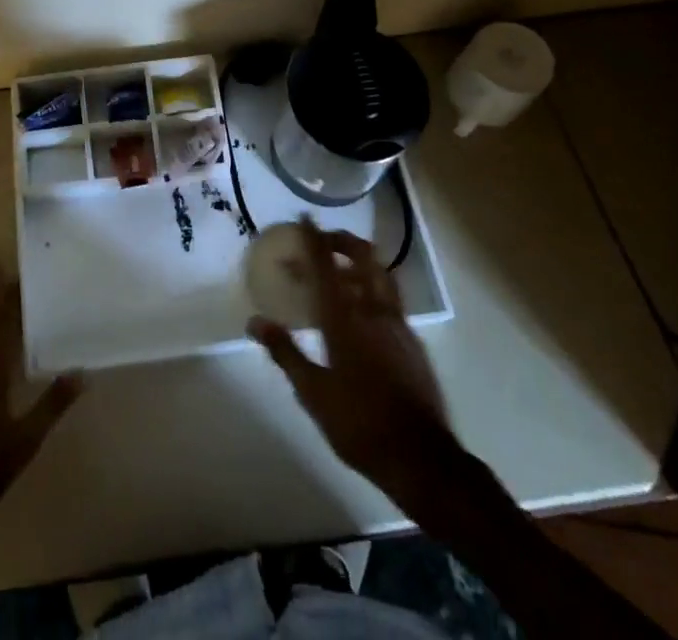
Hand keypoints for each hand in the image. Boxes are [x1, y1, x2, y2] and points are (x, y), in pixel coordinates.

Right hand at [249, 222, 454, 493]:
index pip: (326, 266)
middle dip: (342, 241)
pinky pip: (392, 298)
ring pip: (381, 274)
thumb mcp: (313, 393)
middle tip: (322, 242)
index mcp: (344, 319)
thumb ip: (285, 352)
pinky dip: (374, 288)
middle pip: (362, 257)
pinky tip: (364, 309)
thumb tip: (255, 321)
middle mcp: (373, 311)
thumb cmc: (360, 425)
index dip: (313, 239)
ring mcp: (399, 324)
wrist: (422, 459)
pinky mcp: (414, 341)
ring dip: (361, 261)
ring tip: (342, 269)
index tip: (304, 218)